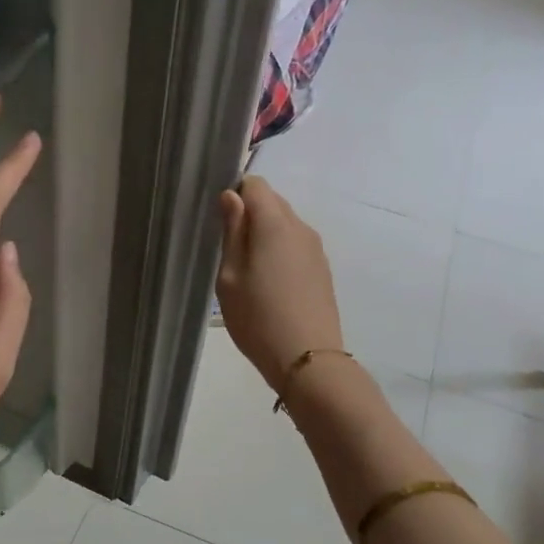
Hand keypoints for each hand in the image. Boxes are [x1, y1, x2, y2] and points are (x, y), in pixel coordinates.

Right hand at [215, 176, 342, 388]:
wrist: (307, 359)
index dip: (236, 195)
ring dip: (265, 236)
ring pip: (285, 226)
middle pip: (273, 202)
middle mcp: (300, 228)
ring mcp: (316, 250)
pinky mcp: (322, 270)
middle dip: (250, 216)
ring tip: (249, 273)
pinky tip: (270, 286)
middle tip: (230, 252)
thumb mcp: (229, 276)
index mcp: (275, 223)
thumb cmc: (257, 318)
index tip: (221, 223)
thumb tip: (232, 197)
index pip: (256, 184)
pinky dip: (280, 254)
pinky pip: (296, 247)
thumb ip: (232, 232)